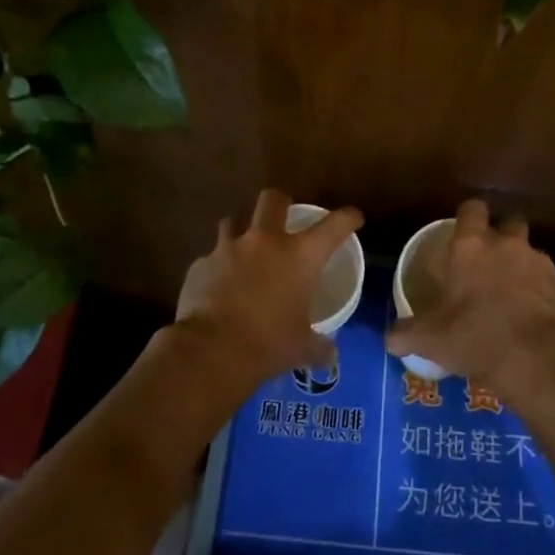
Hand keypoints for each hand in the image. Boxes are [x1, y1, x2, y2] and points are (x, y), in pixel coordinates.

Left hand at [167, 189, 363, 398]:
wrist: (212, 351)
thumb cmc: (269, 344)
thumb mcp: (302, 347)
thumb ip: (318, 346)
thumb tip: (329, 355)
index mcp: (300, 256)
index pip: (334, 225)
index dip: (347, 218)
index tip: (353, 218)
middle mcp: (265, 241)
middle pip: (273, 199)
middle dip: (280, 203)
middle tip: (283, 217)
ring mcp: (228, 249)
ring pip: (233, 221)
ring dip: (240, 232)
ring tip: (243, 251)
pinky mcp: (200, 265)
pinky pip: (210, 258)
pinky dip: (216, 268)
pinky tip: (217, 287)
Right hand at [384, 199, 554, 396]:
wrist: (535, 359)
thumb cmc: (474, 336)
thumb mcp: (429, 339)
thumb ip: (405, 334)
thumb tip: (388, 339)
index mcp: (471, 246)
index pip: (472, 209)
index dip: (468, 216)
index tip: (463, 230)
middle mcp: (508, 245)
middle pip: (509, 222)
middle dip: (502, 234)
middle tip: (490, 259)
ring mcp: (540, 264)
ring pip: (531, 253)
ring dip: (522, 266)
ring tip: (512, 293)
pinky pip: (549, 283)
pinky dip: (542, 294)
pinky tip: (533, 316)